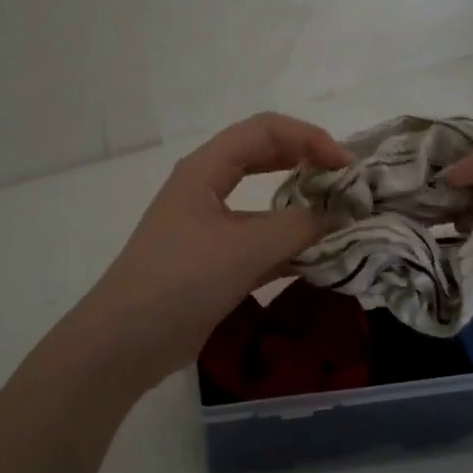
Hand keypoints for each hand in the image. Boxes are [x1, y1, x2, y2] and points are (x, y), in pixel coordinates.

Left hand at [67, 113, 351, 385]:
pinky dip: (289, 244)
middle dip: (307, 163)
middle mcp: (207, 188)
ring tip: (342, 220)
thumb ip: (299, 227)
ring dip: (301, 207)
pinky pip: (260, 241)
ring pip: (265, 203)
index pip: (264, 131)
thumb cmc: (181, 280)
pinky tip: (318, 258)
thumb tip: (342, 215)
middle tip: (347, 184)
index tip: (345, 167)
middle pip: (265, 157)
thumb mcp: (244, 248)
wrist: (126, 342)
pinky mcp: (215, 262)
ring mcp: (210, 227)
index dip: (309, 138)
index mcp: (205, 169)